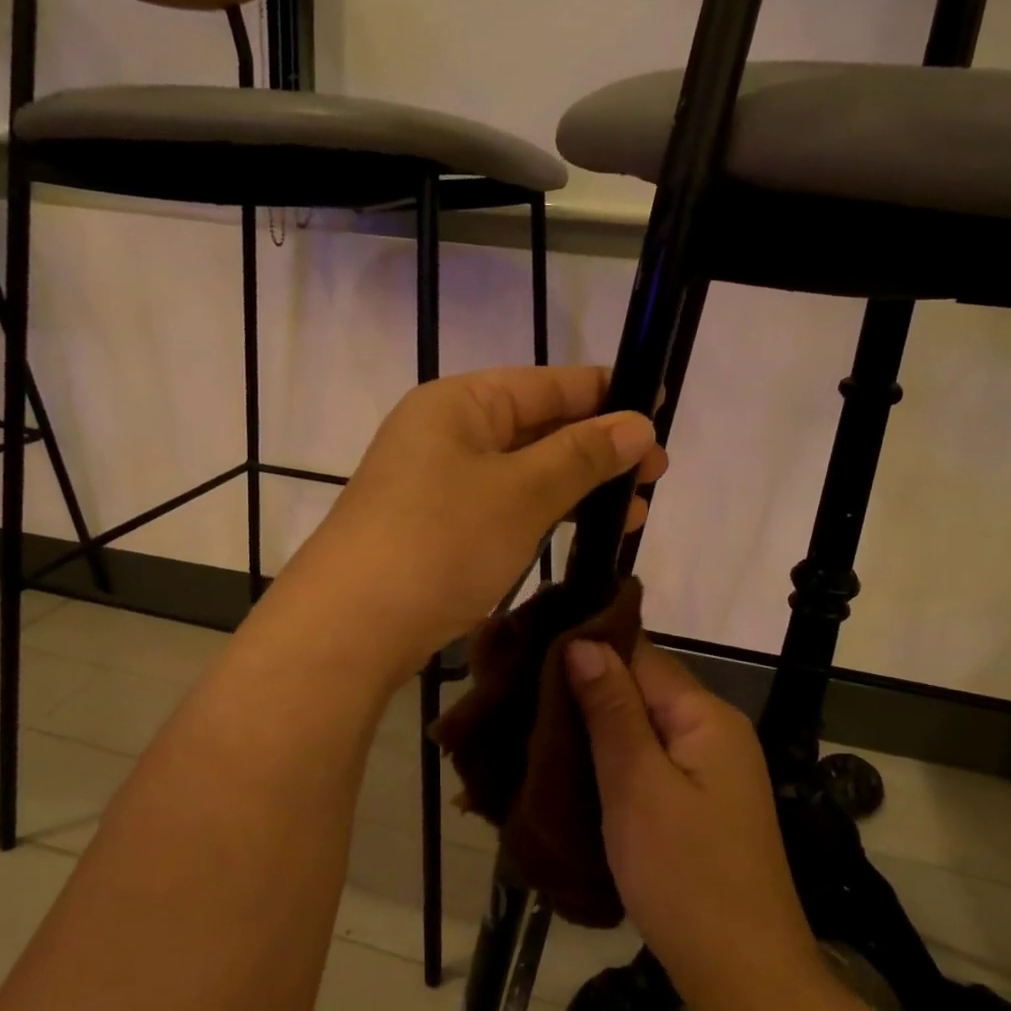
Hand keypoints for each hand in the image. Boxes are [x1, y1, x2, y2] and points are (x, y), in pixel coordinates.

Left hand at [288, 366, 665, 679]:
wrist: (351, 626)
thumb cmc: (441, 541)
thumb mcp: (522, 492)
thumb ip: (583, 455)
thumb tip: (638, 425)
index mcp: (461, 403)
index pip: (549, 384)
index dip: (607, 394)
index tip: (659, 409)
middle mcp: (446, 431)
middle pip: (537, 426)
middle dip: (598, 449)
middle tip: (657, 474)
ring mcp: (437, 481)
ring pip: (523, 471)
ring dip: (576, 487)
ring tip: (633, 511)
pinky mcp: (437, 525)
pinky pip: (503, 505)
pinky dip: (544, 514)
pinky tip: (581, 531)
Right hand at [566, 639, 821, 1010]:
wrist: (745, 980)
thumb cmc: (686, 878)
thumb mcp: (638, 786)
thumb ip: (612, 710)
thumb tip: (583, 641)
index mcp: (705, 715)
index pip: (640, 654)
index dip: (587, 646)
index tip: (530, 646)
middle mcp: (713, 730)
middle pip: (641, 688)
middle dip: (585, 687)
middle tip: (520, 689)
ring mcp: (709, 768)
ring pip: (641, 725)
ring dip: (594, 725)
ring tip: (532, 722)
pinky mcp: (698, 802)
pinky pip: (648, 760)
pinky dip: (612, 758)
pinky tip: (573, 765)